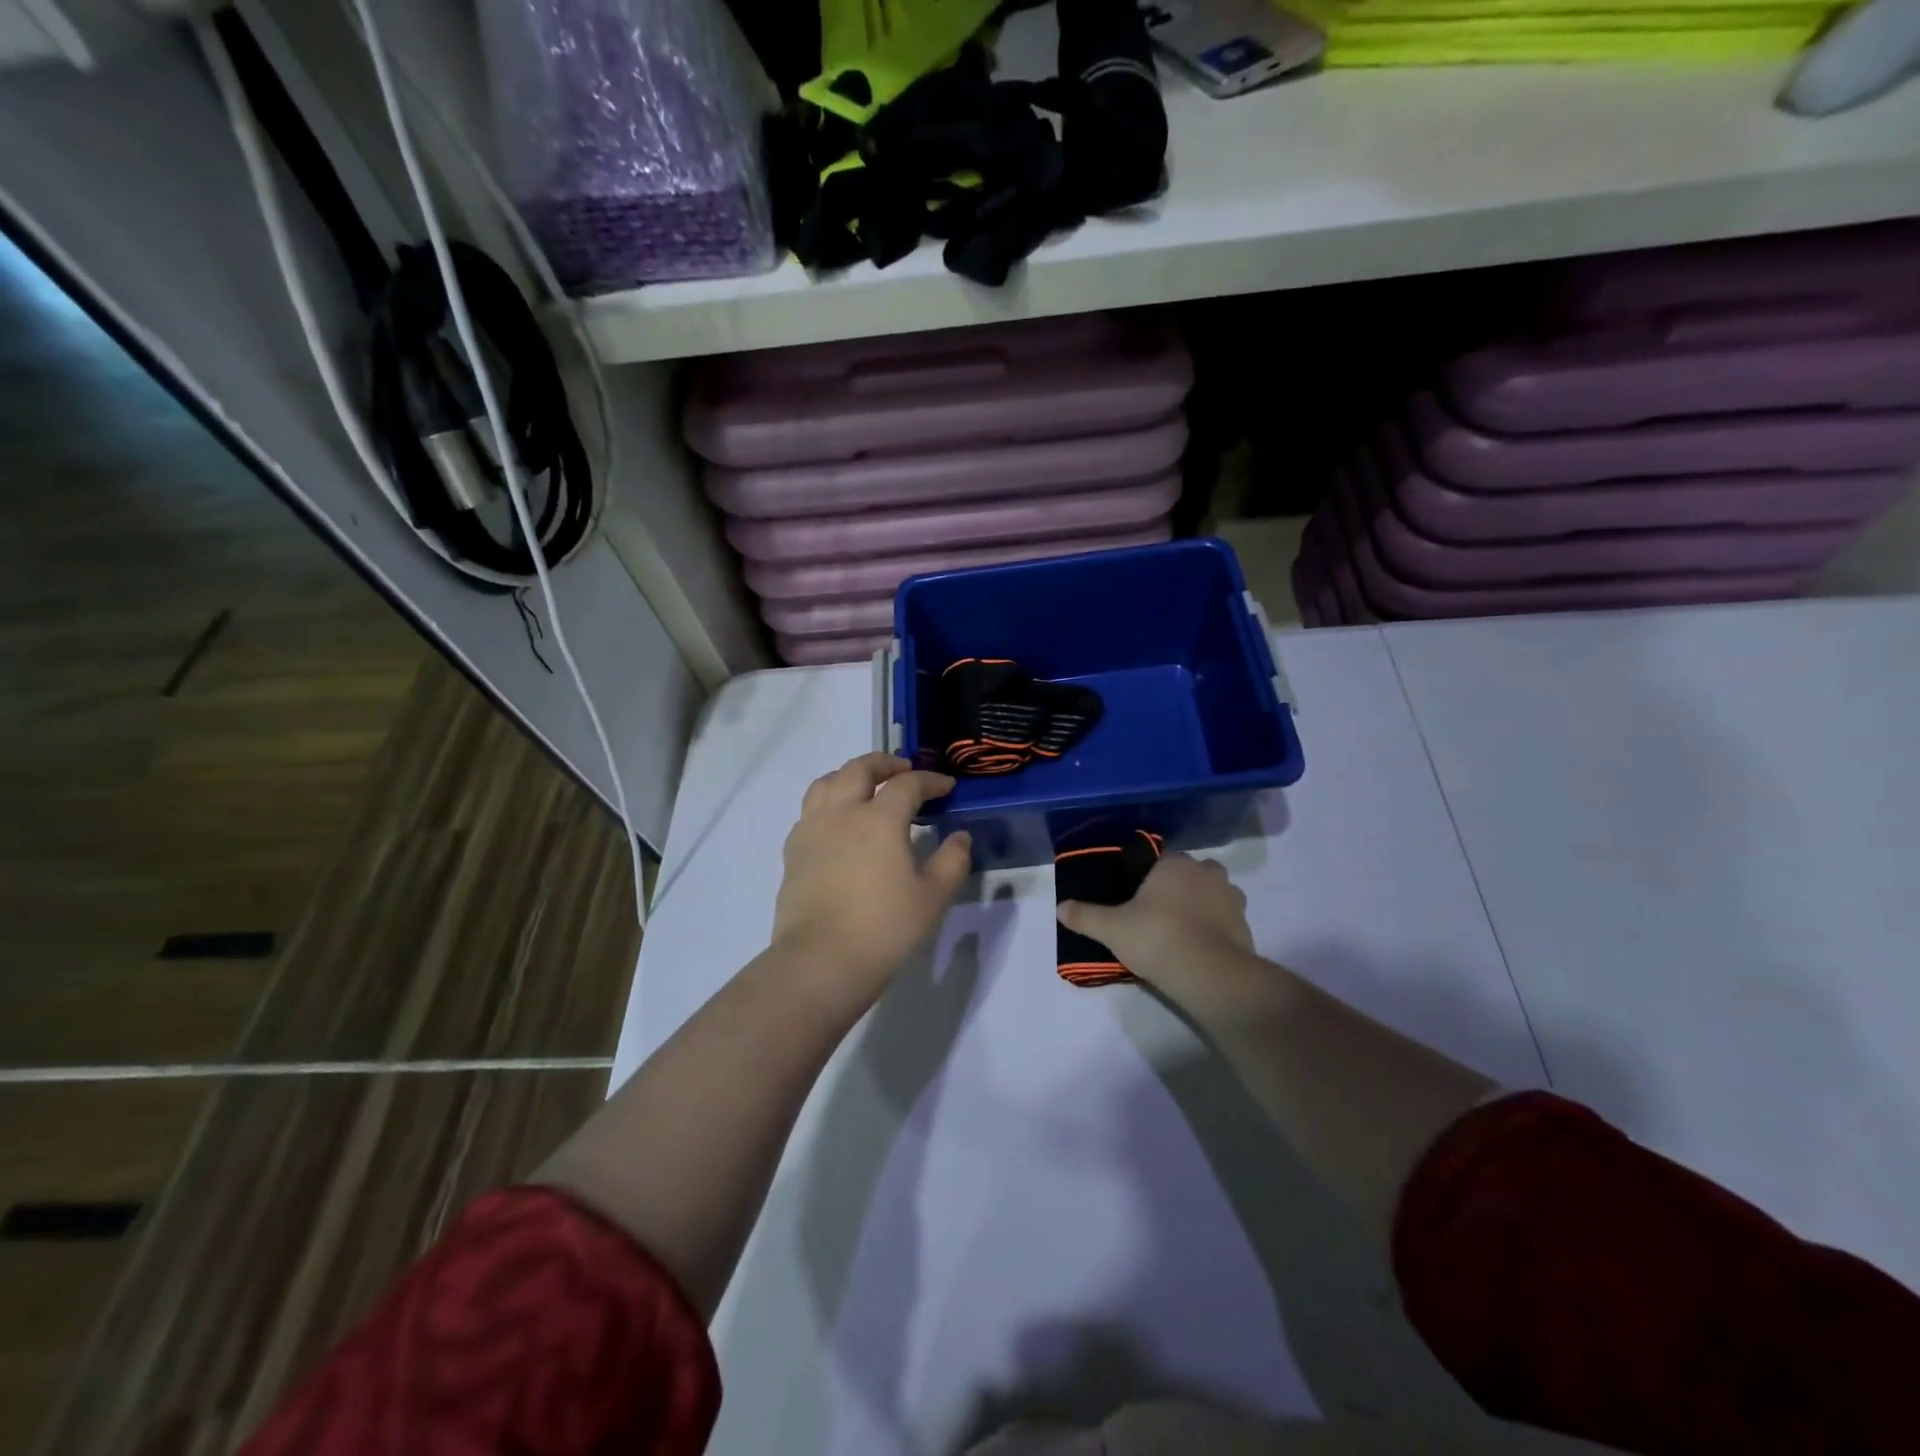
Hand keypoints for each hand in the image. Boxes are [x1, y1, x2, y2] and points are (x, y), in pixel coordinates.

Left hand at [771, 753, 973, 1009]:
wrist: (821, 961)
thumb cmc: (884, 927)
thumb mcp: (933, 897)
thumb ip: (952, 861)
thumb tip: (960, 837)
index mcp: (880, 818)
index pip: (907, 784)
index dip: (930, 780)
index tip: (946, 786)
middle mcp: (842, 813)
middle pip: (859, 769)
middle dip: (884, 763)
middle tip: (903, 770)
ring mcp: (812, 830)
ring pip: (826, 783)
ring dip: (849, 776)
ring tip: (865, 787)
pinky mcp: (793, 851)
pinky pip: (809, 811)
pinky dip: (827, 803)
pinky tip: (837, 823)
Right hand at [1057, 854, 1253, 991]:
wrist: (1210, 974)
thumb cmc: (1157, 938)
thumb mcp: (1111, 929)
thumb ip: (1085, 916)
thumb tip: (1060, 907)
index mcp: (1174, 864)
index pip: (1159, 859)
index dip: (1146, 876)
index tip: (1135, 896)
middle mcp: (1206, 872)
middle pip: (1189, 873)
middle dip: (1176, 887)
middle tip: (1155, 913)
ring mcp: (1231, 898)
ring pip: (1211, 894)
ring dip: (1200, 906)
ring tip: (1179, 930)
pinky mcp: (1246, 926)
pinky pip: (1225, 920)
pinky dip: (1214, 929)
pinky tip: (1197, 948)